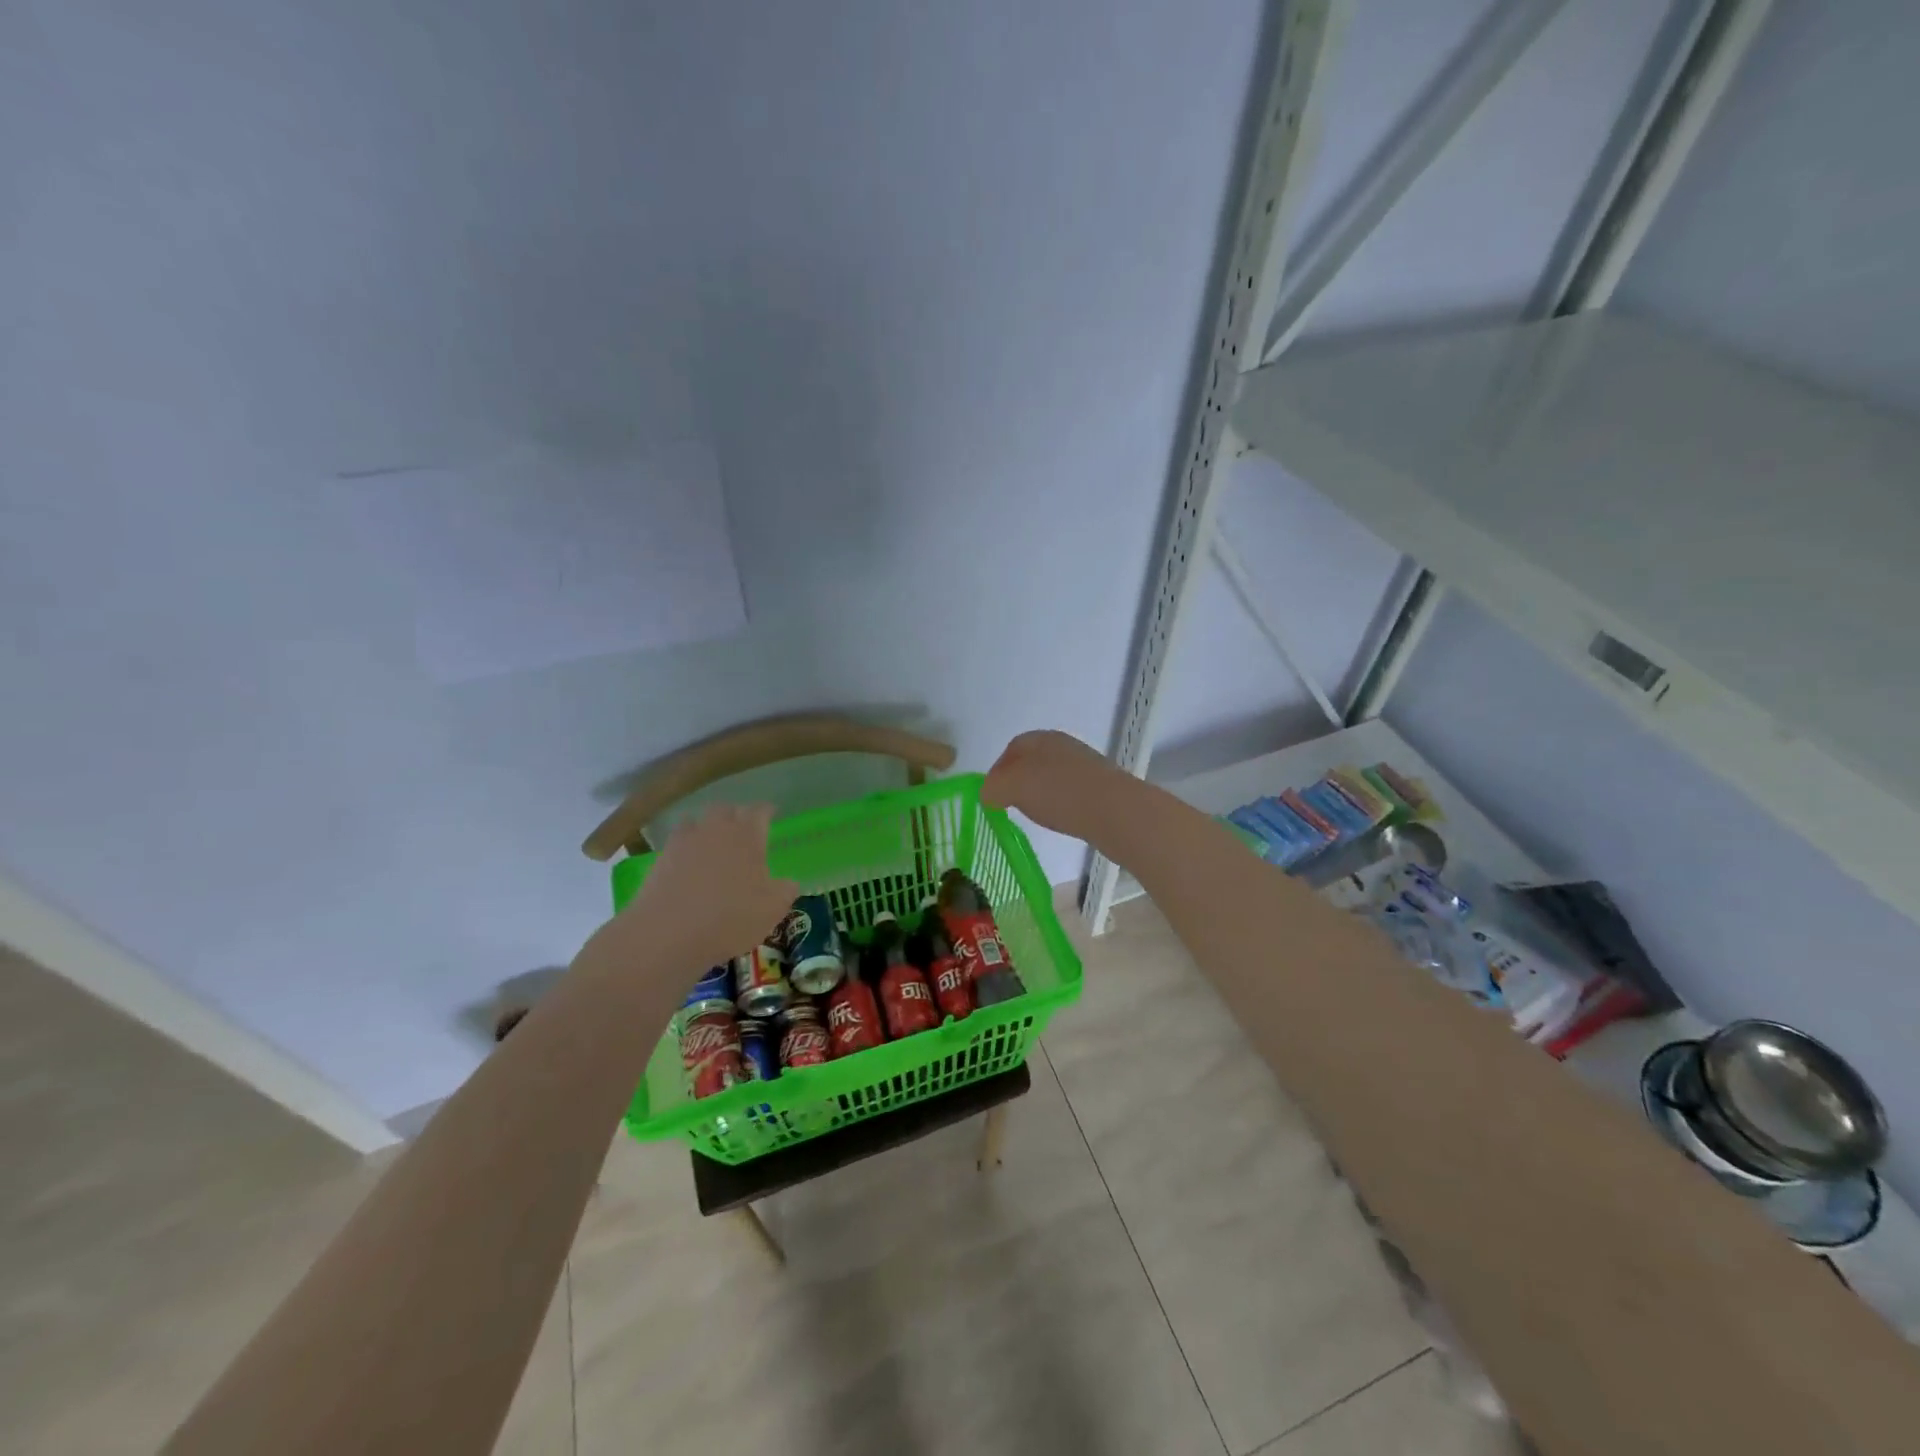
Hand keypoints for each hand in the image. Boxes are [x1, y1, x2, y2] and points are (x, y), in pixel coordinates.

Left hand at [620, 805, 797, 971]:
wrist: (667, 934)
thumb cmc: (730, 918)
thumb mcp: (772, 909)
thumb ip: (785, 890)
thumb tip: (789, 882)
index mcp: (747, 835)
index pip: (760, 811)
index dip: (767, 811)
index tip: (771, 814)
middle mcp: (716, 829)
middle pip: (726, 810)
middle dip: (736, 816)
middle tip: (743, 830)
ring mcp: (685, 841)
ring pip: (698, 822)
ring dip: (708, 828)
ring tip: (714, 845)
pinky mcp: (661, 859)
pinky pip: (678, 843)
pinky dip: (687, 848)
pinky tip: (690, 865)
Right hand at [982, 730, 1121, 839]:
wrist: (1115, 810)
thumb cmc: (1058, 792)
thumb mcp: (1012, 787)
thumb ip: (993, 788)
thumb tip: (988, 794)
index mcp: (1041, 739)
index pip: (1012, 748)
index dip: (998, 770)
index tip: (992, 795)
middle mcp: (1064, 746)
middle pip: (1033, 761)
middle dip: (1019, 782)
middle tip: (1011, 805)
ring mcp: (1085, 765)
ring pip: (1052, 777)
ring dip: (1041, 794)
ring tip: (1037, 815)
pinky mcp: (1101, 786)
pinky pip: (1071, 792)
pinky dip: (1061, 803)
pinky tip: (1061, 818)